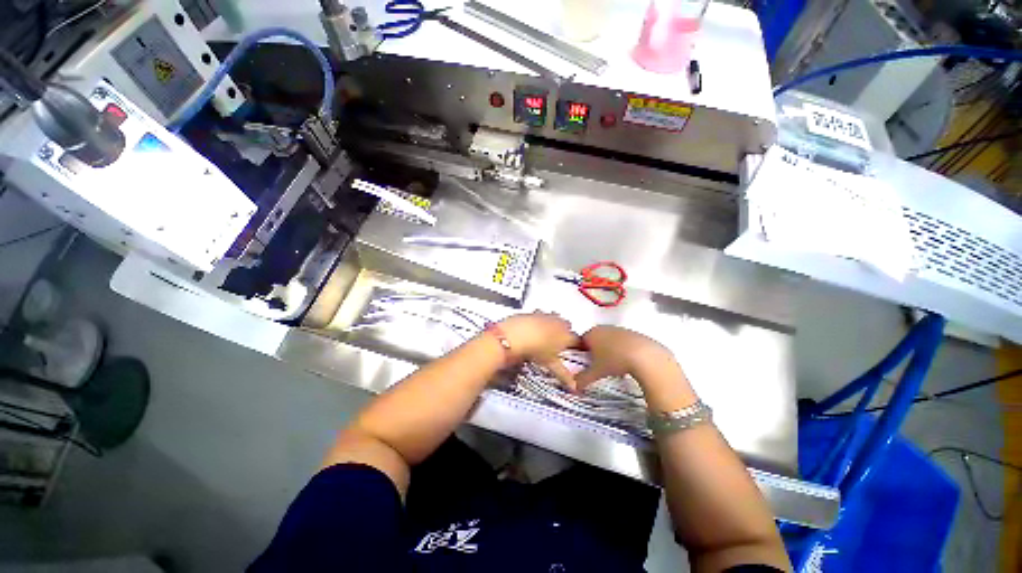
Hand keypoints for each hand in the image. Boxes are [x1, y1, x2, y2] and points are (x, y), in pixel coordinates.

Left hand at [497, 313, 580, 389]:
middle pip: (567, 326)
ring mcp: (546, 316)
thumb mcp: (551, 364)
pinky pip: (541, 315)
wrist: (516, 335)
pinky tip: (533, 328)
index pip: (577, 340)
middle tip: (558, 343)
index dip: (577, 345)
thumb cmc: (537, 350)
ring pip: (555, 318)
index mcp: (567, 336)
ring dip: (553, 324)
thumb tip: (574, 387)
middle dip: (565, 332)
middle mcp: (559, 323)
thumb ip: (564, 375)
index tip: (574, 349)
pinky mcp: (534, 312)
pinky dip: (540, 320)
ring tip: (546, 335)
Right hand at [575, 326, 677, 391]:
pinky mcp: (633, 333)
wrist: (646, 356)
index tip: (586, 365)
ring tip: (614, 366)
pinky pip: (622, 341)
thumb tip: (573, 386)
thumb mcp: (596, 372)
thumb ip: (582, 379)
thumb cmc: (615, 361)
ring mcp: (619, 329)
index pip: (580, 342)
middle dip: (595, 352)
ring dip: (609, 350)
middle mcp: (604, 327)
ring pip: (609, 340)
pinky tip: (627, 361)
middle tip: (599, 366)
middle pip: (595, 340)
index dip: (581, 354)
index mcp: (591, 333)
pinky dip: (622, 350)